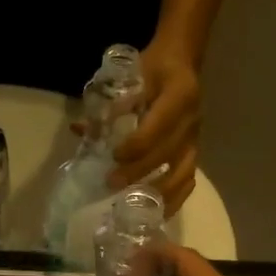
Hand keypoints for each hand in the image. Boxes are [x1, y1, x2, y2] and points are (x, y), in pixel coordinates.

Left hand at [108, 36, 200, 210]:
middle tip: (112, 183)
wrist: (181, 63)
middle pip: (167, 153)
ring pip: (182, 173)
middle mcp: (192, 120)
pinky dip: (174, 199)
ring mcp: (196, 140)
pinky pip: (188, 181)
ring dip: (157, 192)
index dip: (137, 145)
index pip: (159, 126)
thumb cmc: (152, 69)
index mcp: (179, 95)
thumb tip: (80, 129)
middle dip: (139, 171)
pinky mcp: (195, 153)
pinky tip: (157, 213)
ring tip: (133, 206)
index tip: (114, 155)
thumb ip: (110, 104)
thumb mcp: (132, 75)